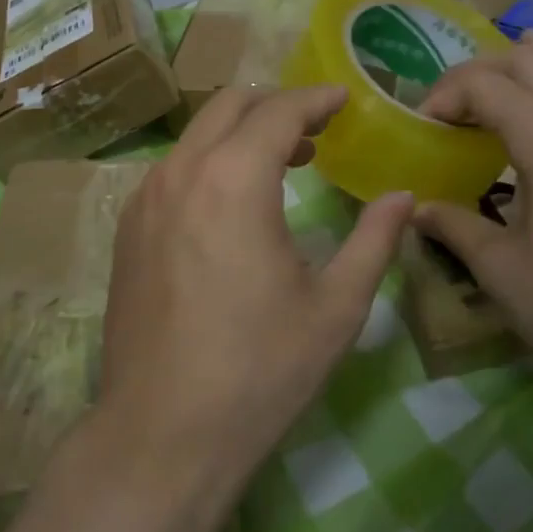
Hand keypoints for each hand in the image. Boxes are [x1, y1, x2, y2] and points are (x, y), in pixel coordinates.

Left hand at [96, 86, 416, 486]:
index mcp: (234, 180)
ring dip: (241, 134)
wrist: (162, 433)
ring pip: (196, 136)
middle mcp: (181, 173)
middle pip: (228, 106)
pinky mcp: (128, 229)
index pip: (278, 111)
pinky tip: (232, 203)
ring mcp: (145, 199)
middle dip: (275, 106)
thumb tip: (403, 197)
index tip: (344, 98)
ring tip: (283, 163)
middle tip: (316, 130)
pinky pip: (174, 170)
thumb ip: (374, 240)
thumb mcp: (335, 307)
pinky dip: (209, 162)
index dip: (316, 99)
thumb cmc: (259, 370)